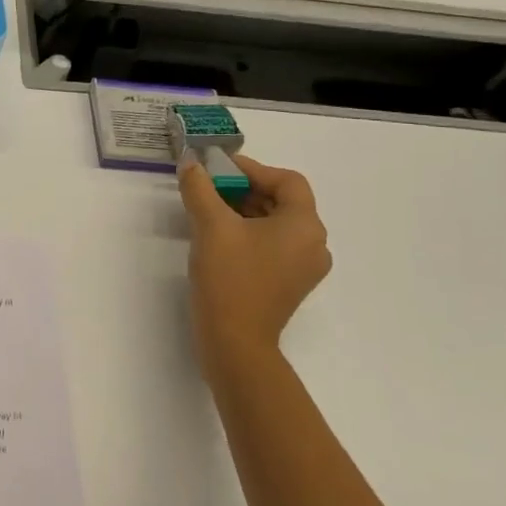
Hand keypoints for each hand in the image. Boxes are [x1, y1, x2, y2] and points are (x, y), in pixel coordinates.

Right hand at [176, 151, 331, 381]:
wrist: (234, 343)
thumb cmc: (230, 278)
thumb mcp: (210, 225)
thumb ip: (200, 188)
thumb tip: (191, 163)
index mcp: (305, 226)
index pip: (286, 180)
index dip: (251, 168)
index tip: (217, 169)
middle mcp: (314, 244)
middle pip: (282, 200)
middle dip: (244, 189)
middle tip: (208, 187)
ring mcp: (303, 267)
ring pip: (276, 223)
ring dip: (244, 210)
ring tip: (208, 210)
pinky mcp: (288, 284)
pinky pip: (272, 245)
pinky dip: (249, 233)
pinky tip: (219, 238)